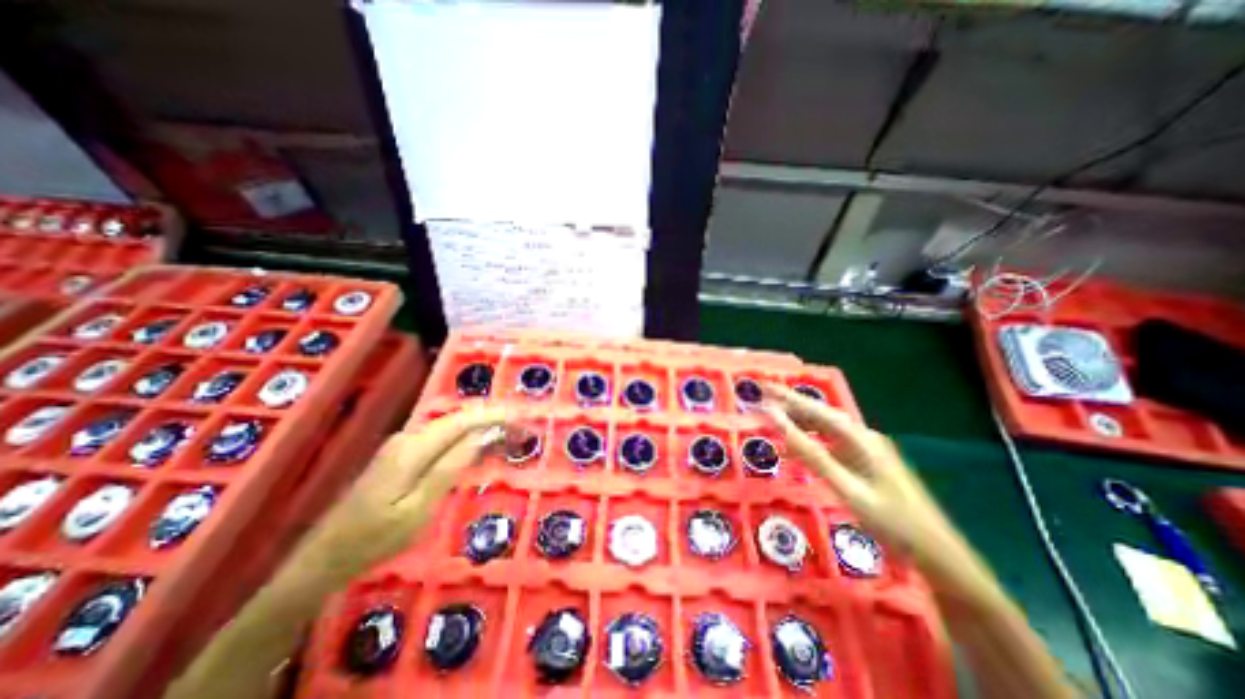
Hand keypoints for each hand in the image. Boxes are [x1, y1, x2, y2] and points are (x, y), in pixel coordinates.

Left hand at [293, 408, 504, 585]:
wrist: (323, 557)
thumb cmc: (375, 539)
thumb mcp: (419, 507)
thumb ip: (451, 466)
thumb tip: (484, 435)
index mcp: (413, 448)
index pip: (464, 420)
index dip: (495, 415)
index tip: (522, 416)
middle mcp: (409, 436)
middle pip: (459, 418)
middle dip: (492, 418)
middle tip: (521, 425)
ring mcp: (403, 443)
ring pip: (451, 425)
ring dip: (481, 425)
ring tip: (508, 431)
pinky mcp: (401, 453)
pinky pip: (442, 436)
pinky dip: (466, 435)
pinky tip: (479, 442)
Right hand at [765, 381, 1003, 605]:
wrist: (939, 556)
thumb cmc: (890, 521)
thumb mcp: (844, 486)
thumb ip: (808, 452)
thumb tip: (776, 420)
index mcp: (859, 438)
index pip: (815, 409)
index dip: (787, 397)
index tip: (763, 388)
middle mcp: (862, 437)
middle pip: (819, 415)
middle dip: (790, 406)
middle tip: (761, 402)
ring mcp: (866, 450)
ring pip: (824, 429)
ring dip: (798, 423)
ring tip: (772, 421)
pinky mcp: (866, 463)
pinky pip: (831, 445)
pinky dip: (810, 443)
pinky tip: (796, 449)